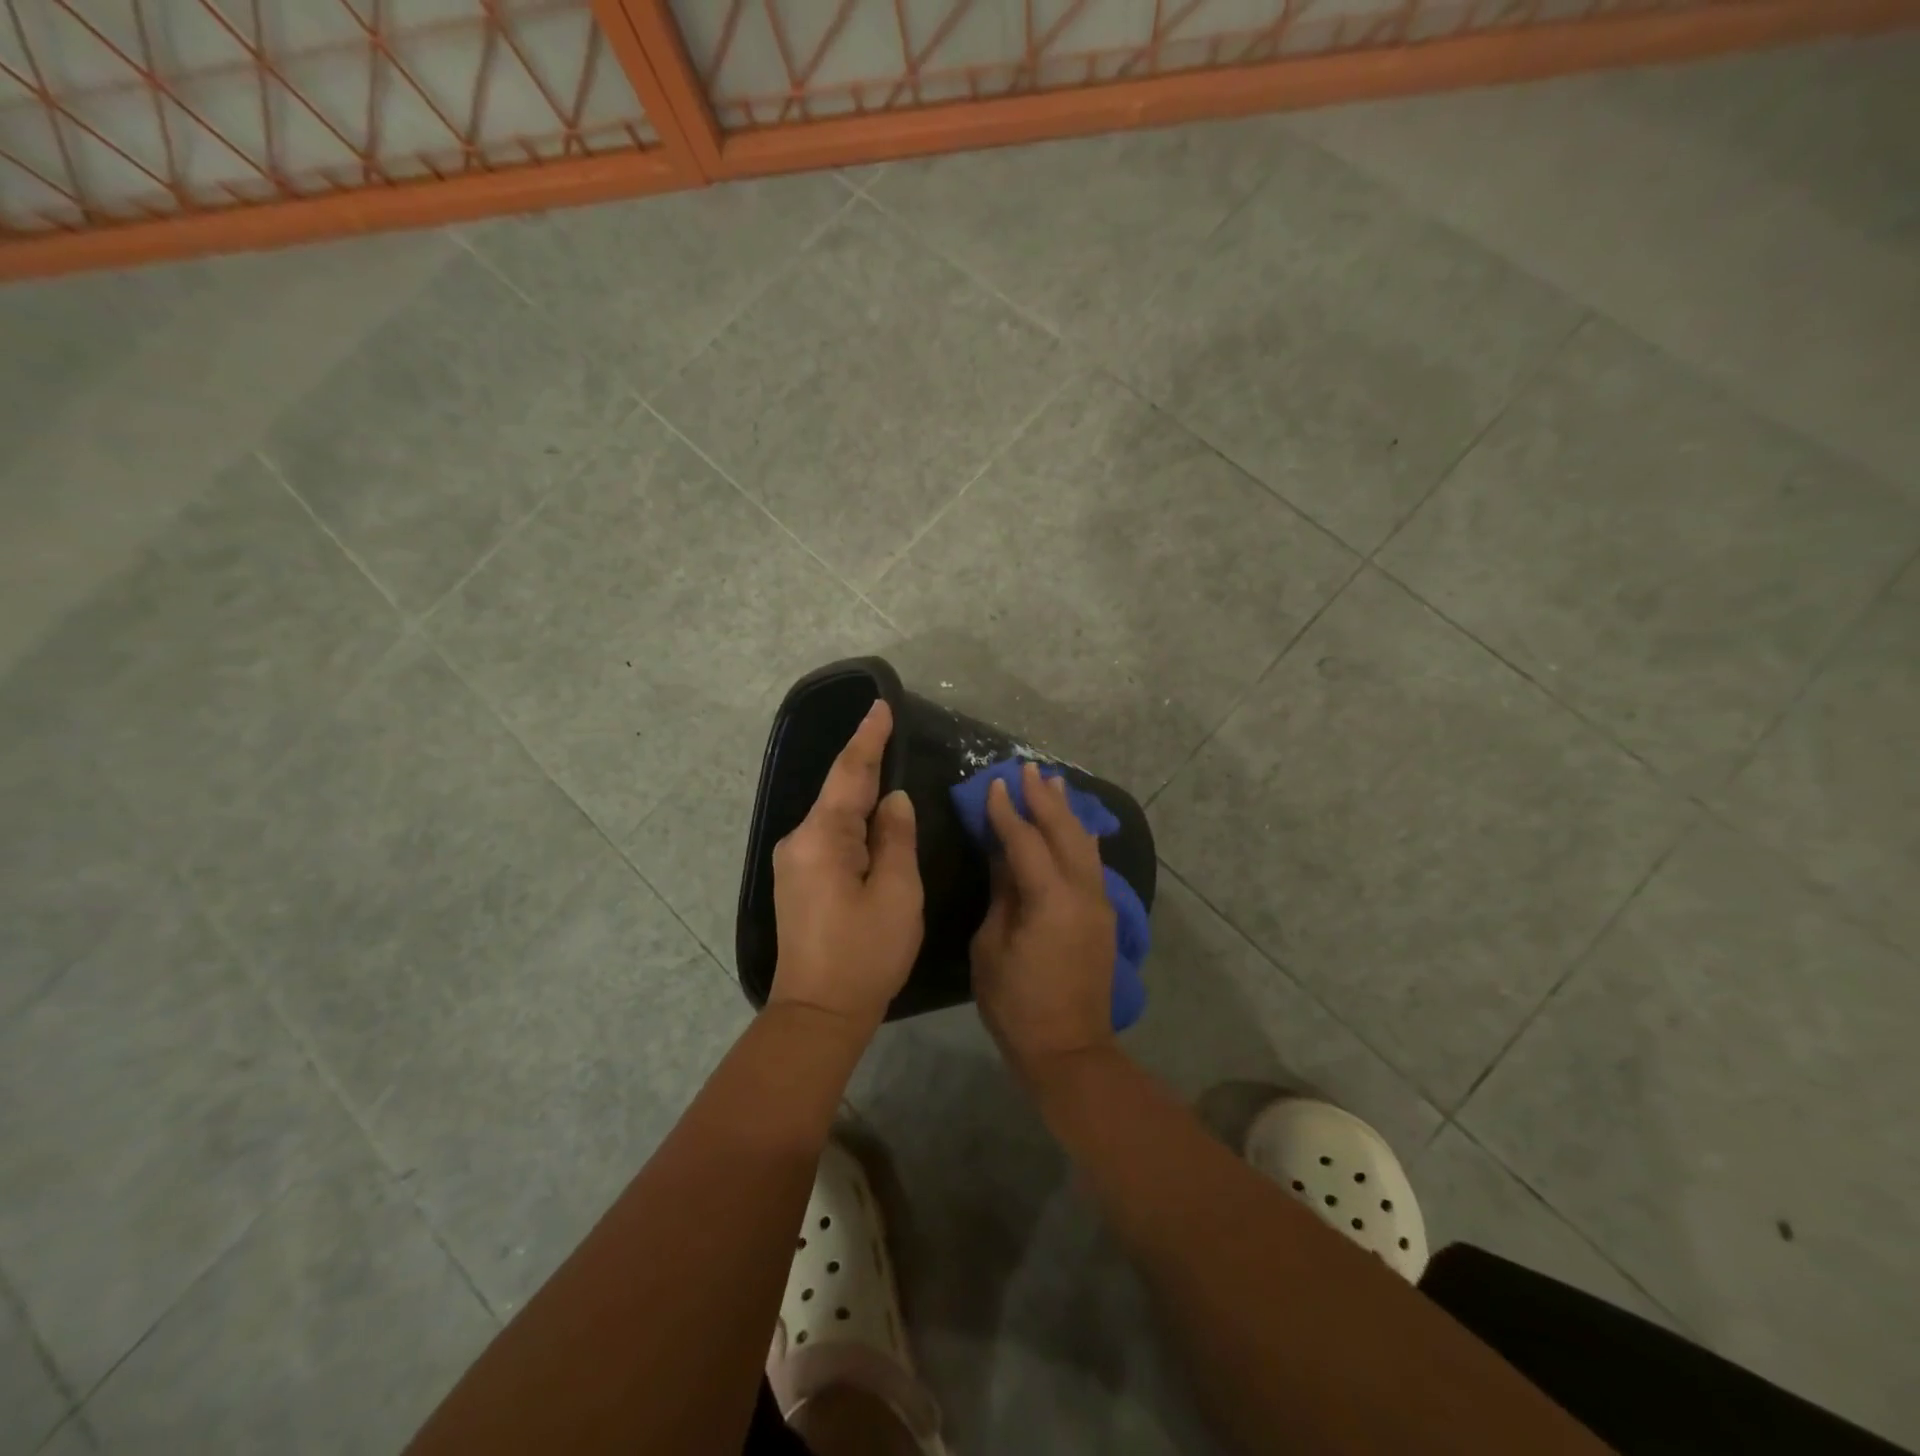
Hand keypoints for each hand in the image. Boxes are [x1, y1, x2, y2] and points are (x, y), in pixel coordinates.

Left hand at [769, 698, 923, 1030]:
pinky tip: (870, 812)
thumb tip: (893, 800)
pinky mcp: (798, 879)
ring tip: (885, 762)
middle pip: (838, 789)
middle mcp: (799, 840)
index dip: (868, 738)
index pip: (850, 773)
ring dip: (859, 789)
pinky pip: (829, 834)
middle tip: (889, 727)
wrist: (818, 1013)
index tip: (880, 706)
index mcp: (823, 837)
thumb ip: (896, 838)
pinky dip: (852, 818)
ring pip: (834, 813)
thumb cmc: (865, 953)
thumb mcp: (896, 893)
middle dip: (864, 759)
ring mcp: (794, 861)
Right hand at [972, 761, 1116, 1080]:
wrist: (1069, 1049)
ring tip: (1055, 783)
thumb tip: (1003, 855)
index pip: (1026, 841)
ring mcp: (1099, 903)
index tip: (994, 784)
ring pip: (1085, 844)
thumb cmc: (1016, 1003)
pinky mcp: (1104, 916)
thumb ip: (1002, 894)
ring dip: (1068, 812)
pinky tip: (1075, 827)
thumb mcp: (992, 947)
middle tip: (1029, 769)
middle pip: (1064, 832)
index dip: (1008, 811)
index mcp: (1050, 899)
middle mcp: (1082, 892)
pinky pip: (1092, 864)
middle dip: (1045, 799)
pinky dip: (1080, 838)